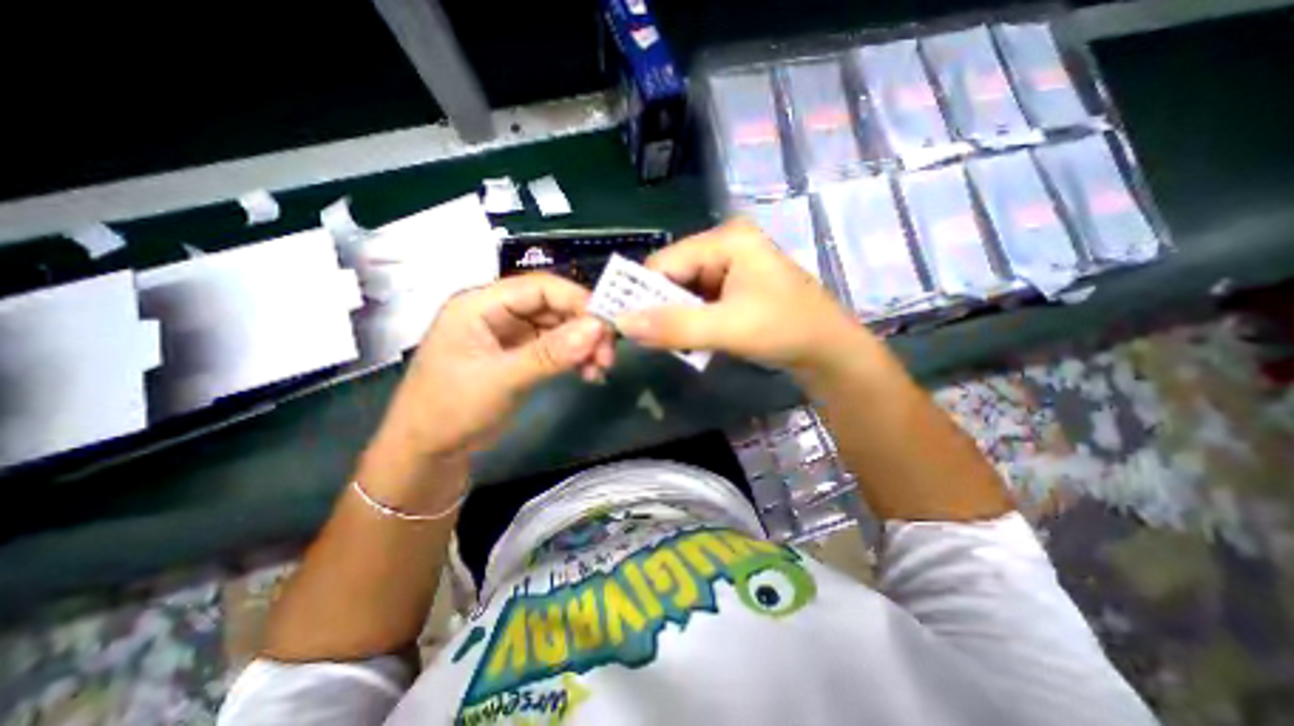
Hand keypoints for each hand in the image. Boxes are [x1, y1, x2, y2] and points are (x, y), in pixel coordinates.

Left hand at [375, 273, 614, 465]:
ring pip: (558, 327)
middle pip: (553, 306)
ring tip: (601, 369)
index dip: (577, 300)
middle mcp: (497, 312)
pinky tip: (588, 374)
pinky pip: (555, 347)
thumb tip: (598, 328)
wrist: (428, 453)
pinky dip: (574, 358)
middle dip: (584, 327)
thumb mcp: (501, 380)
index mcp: (480, 304)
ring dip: (583, 345)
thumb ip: (550, 353)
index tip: (608, 325)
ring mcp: (509, 335)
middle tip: (608, 355)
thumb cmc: (450, 411)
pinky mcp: (519, 355)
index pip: (539, 287)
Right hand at [612, 219, 868, 375]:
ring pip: (684, 290)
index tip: (622, 325)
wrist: (829, 352)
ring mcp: (731, 266)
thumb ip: (674, 326)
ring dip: (673, 317)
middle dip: (659, 307)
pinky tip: (689, 338)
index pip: (666, 262)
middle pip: (674, 274)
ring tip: (667, 342)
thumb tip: (621, 323)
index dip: (640, 293)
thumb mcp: (728, 328)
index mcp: (726, 239)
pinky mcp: (734, 287)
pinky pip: (698, 301)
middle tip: (645, 339)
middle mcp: (726, 245)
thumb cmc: (786, 330)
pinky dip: (688, 320)